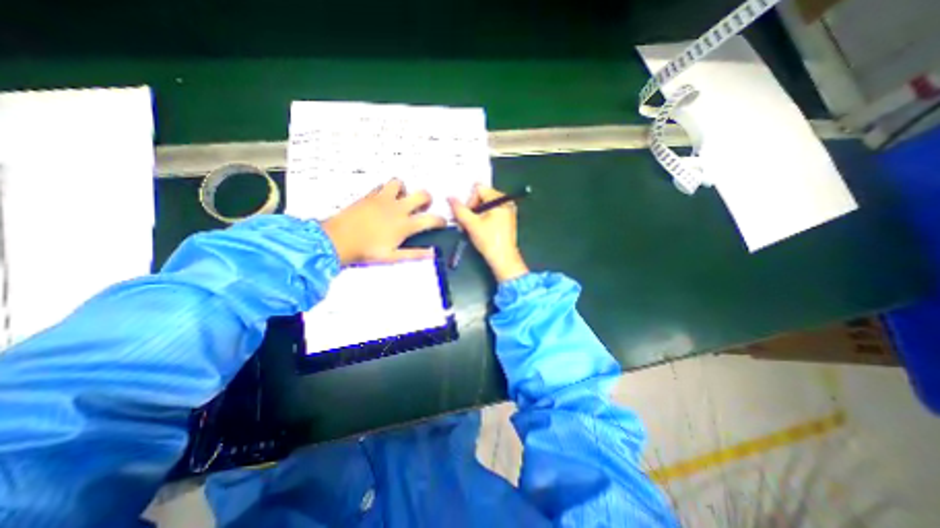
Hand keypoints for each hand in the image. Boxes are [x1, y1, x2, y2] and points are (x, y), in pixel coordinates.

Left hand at [323, 180, 444, 264]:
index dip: (441, 221)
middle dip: (428, 200)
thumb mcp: (393, 257)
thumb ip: (415, 254)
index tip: (441, 223)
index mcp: (405, 225)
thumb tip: (432, 253)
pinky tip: (383, 200)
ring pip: (400, 183)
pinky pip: (382, 185)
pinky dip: (387, 190)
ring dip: (405, 190)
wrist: (337, 240)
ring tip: (401, 200)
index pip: (432, 219)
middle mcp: (398, 208)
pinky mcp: (370, 195)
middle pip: (422, 195)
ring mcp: (383, 199)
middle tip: (422, 208)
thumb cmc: (366, 251)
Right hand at [449, 186, 526, 283]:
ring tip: (470, 227)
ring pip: (485, 205)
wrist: (504, 260)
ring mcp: (508, 211)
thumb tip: (450, 198)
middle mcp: (506, 202)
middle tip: (465, 223)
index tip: (466, 216)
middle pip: (482, 196)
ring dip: (475, 215)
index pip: (479, 189)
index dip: (469, 201)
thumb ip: (459, 210)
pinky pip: (491, 212)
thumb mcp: (471, 224)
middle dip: (471, 209)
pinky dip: (482, 218)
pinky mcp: (506, 219)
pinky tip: (478, 229)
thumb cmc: (489, 241)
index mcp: (500, 200)